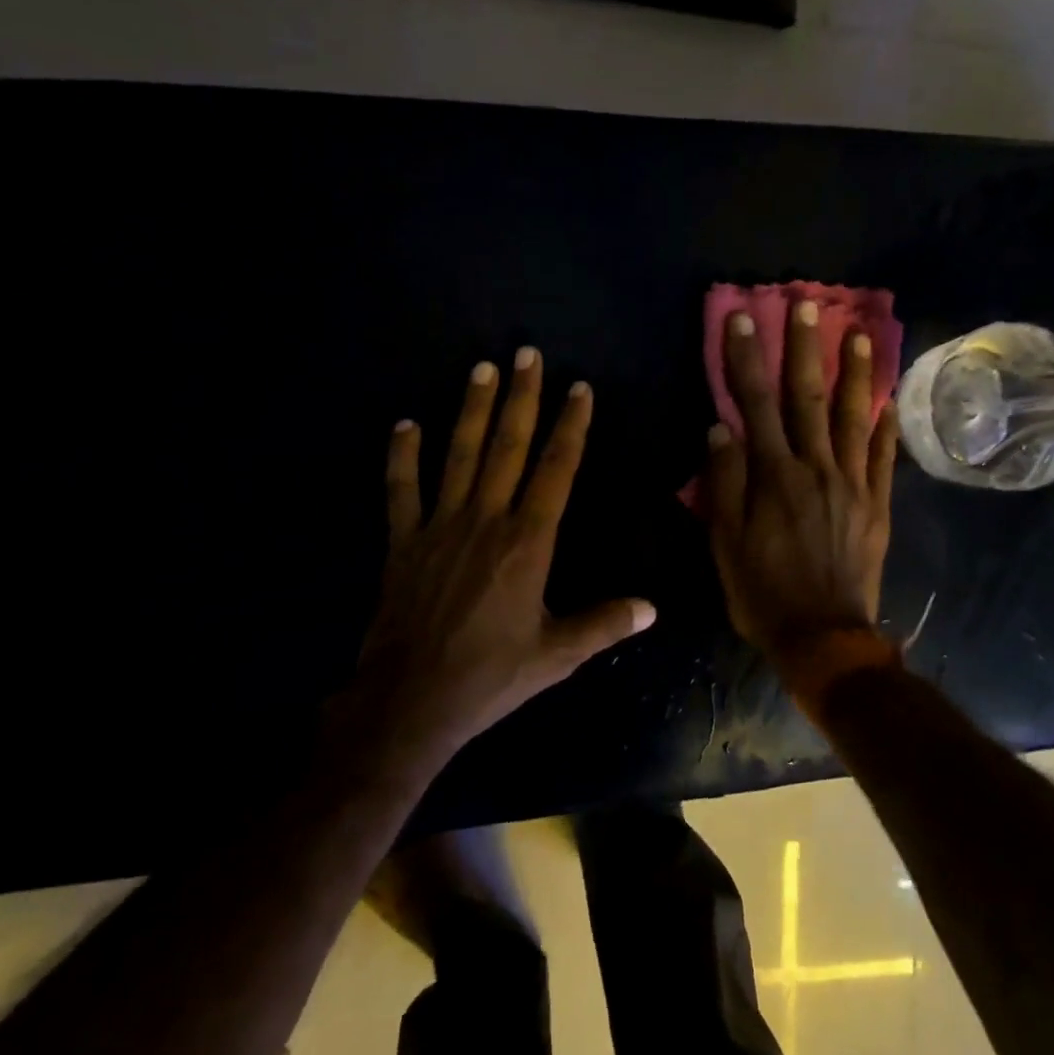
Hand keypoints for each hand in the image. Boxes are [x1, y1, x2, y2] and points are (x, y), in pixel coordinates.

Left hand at [332, 349, 655, 775]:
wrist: (411, 700)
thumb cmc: (491, 675)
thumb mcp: (557, 654)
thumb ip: (605, 624)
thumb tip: (652, 608)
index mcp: (528, 543)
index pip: (555, 470)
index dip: (570, 426)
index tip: (578, 388)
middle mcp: (486, 520)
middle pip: (507, 447)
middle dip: (521, 398)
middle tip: (527, 353)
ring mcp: (440, 526)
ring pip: (459, 455)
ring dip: (472, 409)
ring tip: (482, 367)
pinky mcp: (403, 542)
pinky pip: (401, 490)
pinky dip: (402, 457)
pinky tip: (406, 424)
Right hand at [704, 301, 899, 670]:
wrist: (824, 637)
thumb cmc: (764, 593)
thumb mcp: (725, 544)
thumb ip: (724, 484)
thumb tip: (720, 428)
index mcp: (775, 476)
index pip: (756, 404)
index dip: (747, 358)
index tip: (743, 317)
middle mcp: (817, 469)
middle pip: (809, 398)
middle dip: (806, 349)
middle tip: (809, 306)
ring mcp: (854, 485)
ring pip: (856, 418)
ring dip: (857, 374)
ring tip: (862, 335)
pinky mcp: (877, 505)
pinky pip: (885, 458)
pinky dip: (887, 427)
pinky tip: (890, 401)